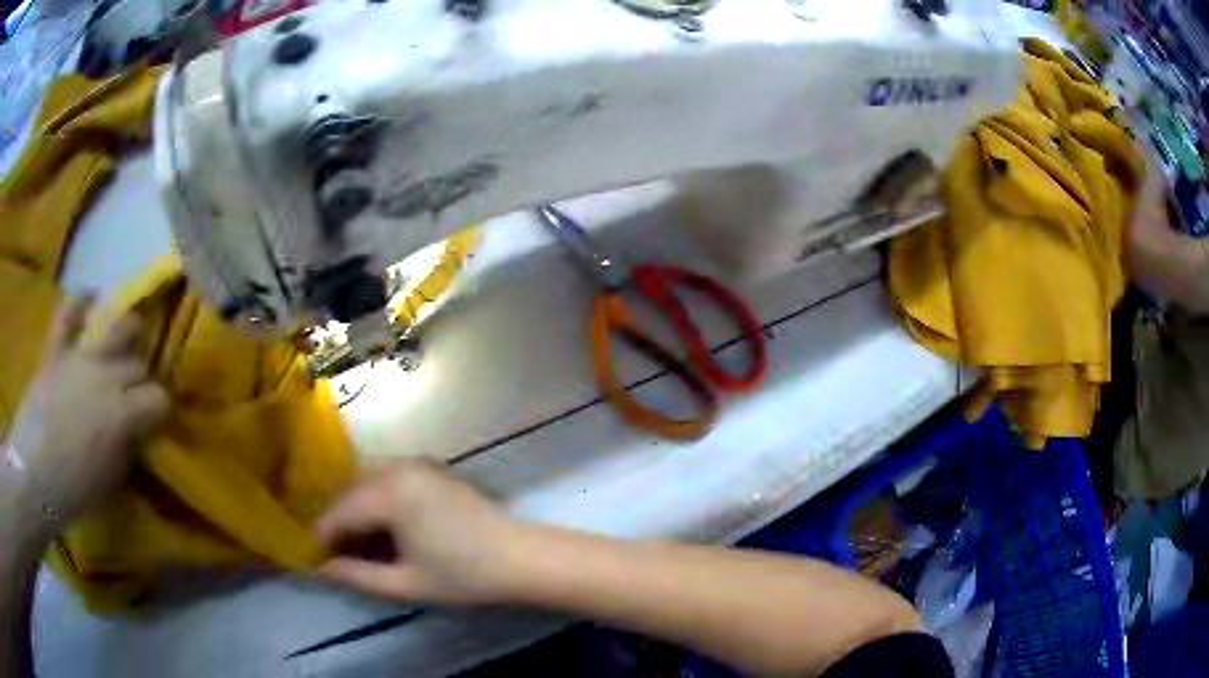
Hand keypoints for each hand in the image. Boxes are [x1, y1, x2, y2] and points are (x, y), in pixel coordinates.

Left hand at [4, 297, 168, 529]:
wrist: (32, 474)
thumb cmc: (72, 491)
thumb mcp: (110, 482)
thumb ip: (127, 449)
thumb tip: (136, 432)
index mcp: (121, 414)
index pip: (159, 399)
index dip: (161, 411)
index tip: (155, 424)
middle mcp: (106, 376)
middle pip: (138, 365)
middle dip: (141, 382)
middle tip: (134, 401)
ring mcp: (79, 357)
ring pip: (118, 327)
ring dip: (128, 335)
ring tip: (127, 345)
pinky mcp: (57, 349)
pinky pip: (69, 312)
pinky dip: (80, 302)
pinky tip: (90, 299)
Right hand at [316, 460, 524, 604]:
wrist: (523, 558)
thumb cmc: (464, 575)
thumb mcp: (406, 583)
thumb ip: (358, 576)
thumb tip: (322, 569)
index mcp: (389, 493)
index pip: (340, 512)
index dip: (323, 536)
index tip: (313, 559)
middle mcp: (399, 468)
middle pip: (352, 493)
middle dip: (340, 523)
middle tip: (339, 556)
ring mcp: (419, 465)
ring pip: (370, 484)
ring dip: (359, 512)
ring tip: (363, 548)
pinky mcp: (434, 470)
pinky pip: (391, 480)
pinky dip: (380, 502)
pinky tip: (388, 531)